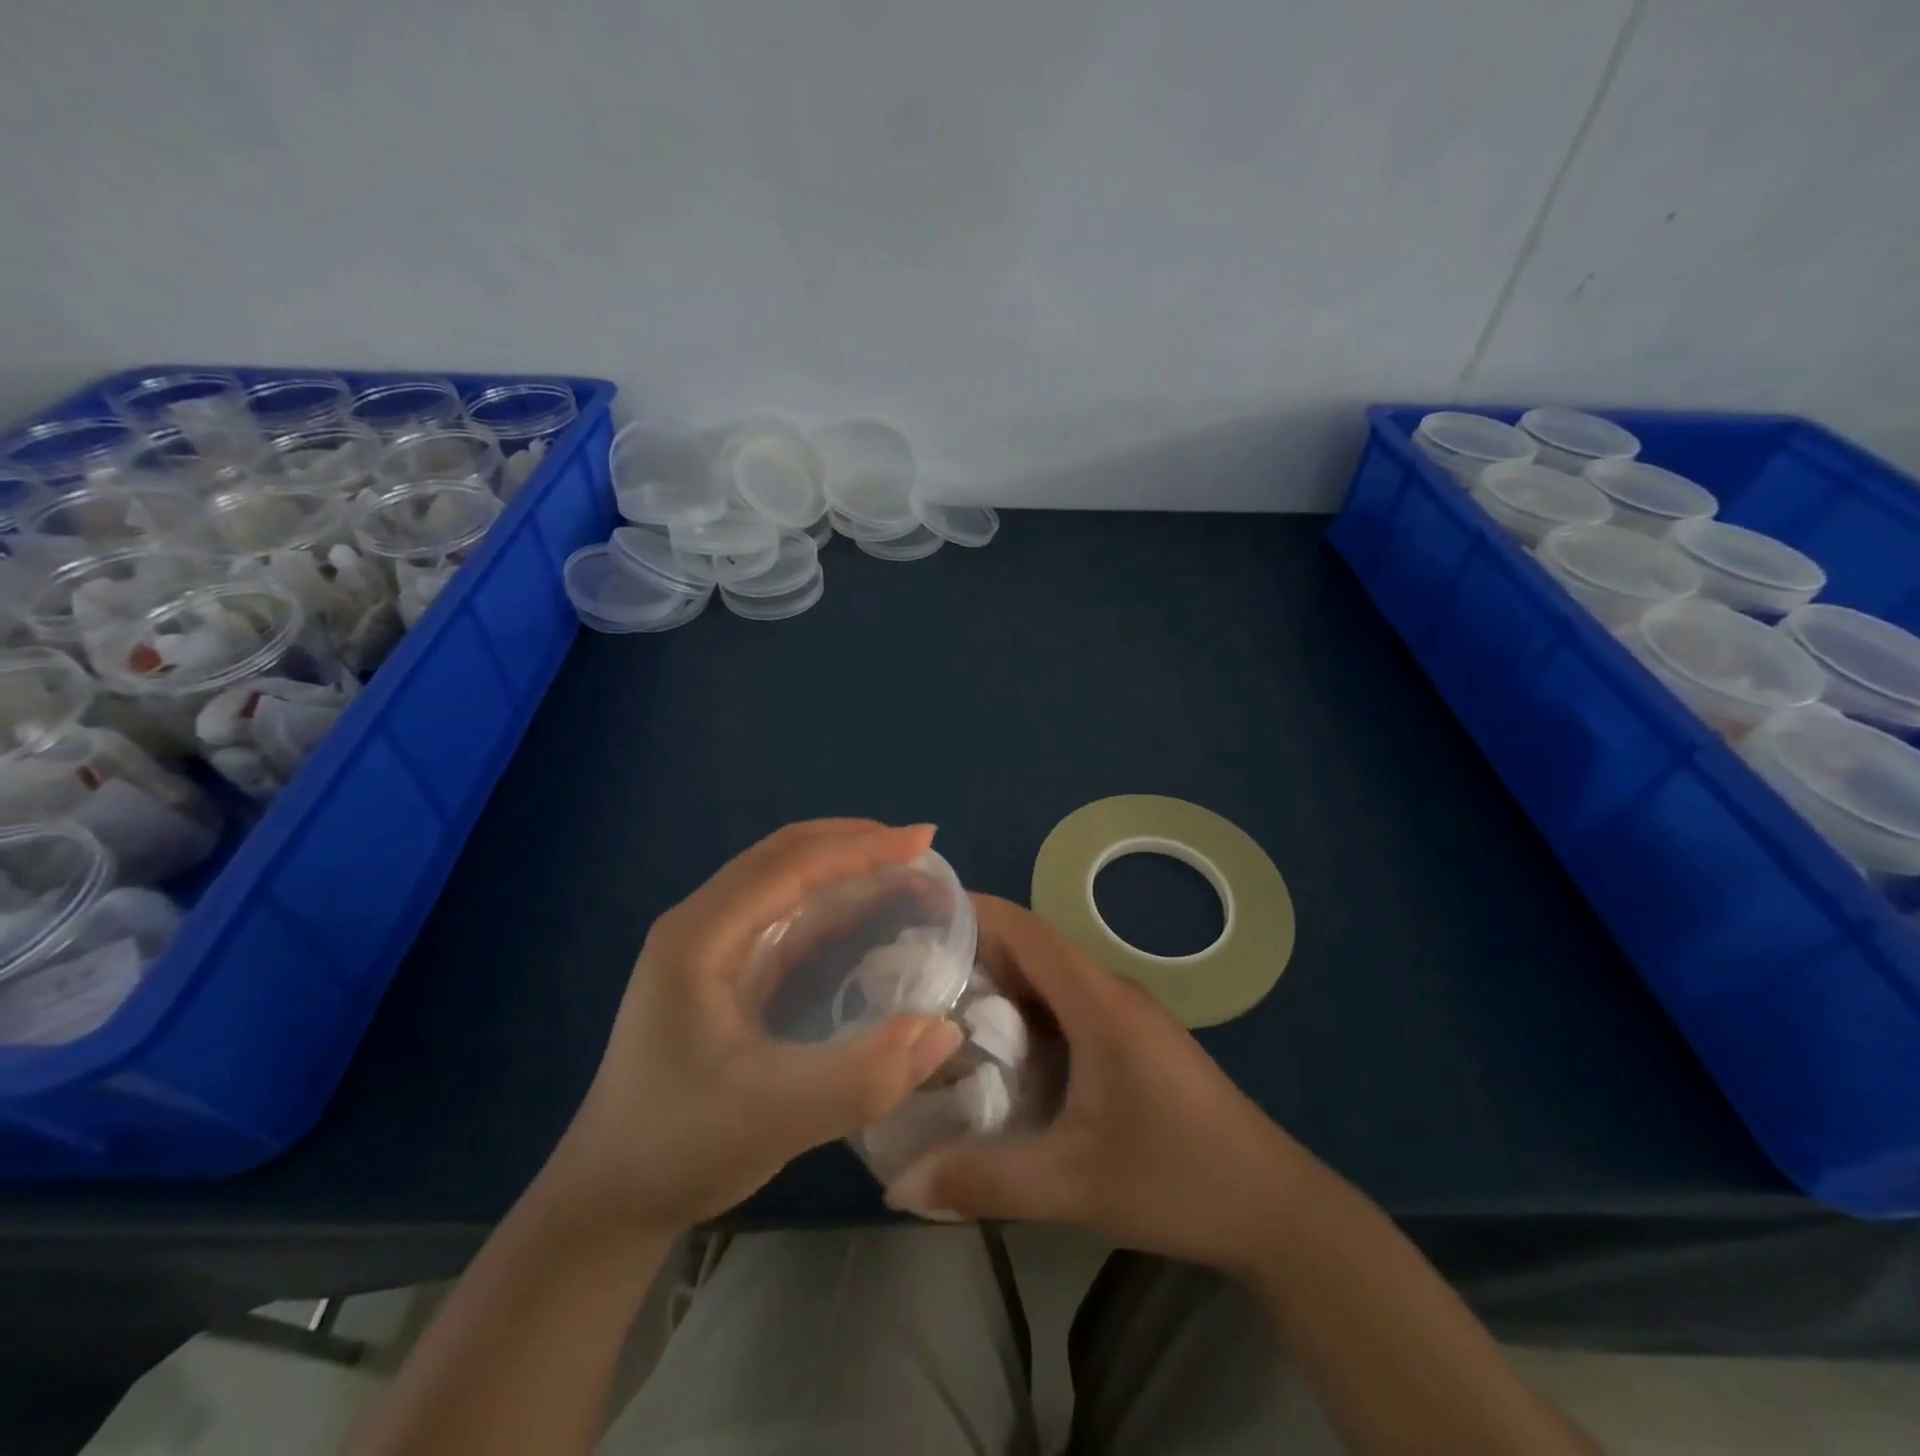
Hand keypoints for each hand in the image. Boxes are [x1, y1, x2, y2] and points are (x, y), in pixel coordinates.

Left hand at [542, 820, 964, 1232]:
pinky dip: (831, 905)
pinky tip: (867, 916)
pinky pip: (784, 917)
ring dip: (844, 869)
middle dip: (854, 844)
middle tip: (920, 850)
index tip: (924, 841)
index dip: (860, 846)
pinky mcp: (721, 972)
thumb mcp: (774, 1118)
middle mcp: (701, 925)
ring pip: (785, 881)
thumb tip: (944, 1028)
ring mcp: (708, 947)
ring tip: (904, 872)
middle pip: (785, 855)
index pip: (789, 863)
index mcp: (700, 936)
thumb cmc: (678, 1149)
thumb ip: (862, 1077)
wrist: (608, 1202)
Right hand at [887, 895, 1307, 1271]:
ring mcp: (1128, 1012)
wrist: (1274, 1206)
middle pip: (1033, 946)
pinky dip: (1028, 1009)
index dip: (973, 912)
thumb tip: (899, 1184)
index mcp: (1097, 1002)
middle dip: (974, 950)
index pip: (1026, 929)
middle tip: (913, 971)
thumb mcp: (1072, 1185)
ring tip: (942, 1005)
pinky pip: (1070, 1002)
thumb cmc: (1176, 1180)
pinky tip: (1002, 1048)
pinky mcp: (1135, 1037)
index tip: (919, 916)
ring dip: (1001, 981)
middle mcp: (1111, 991)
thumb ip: (984, 1181)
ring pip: (1052, 975)